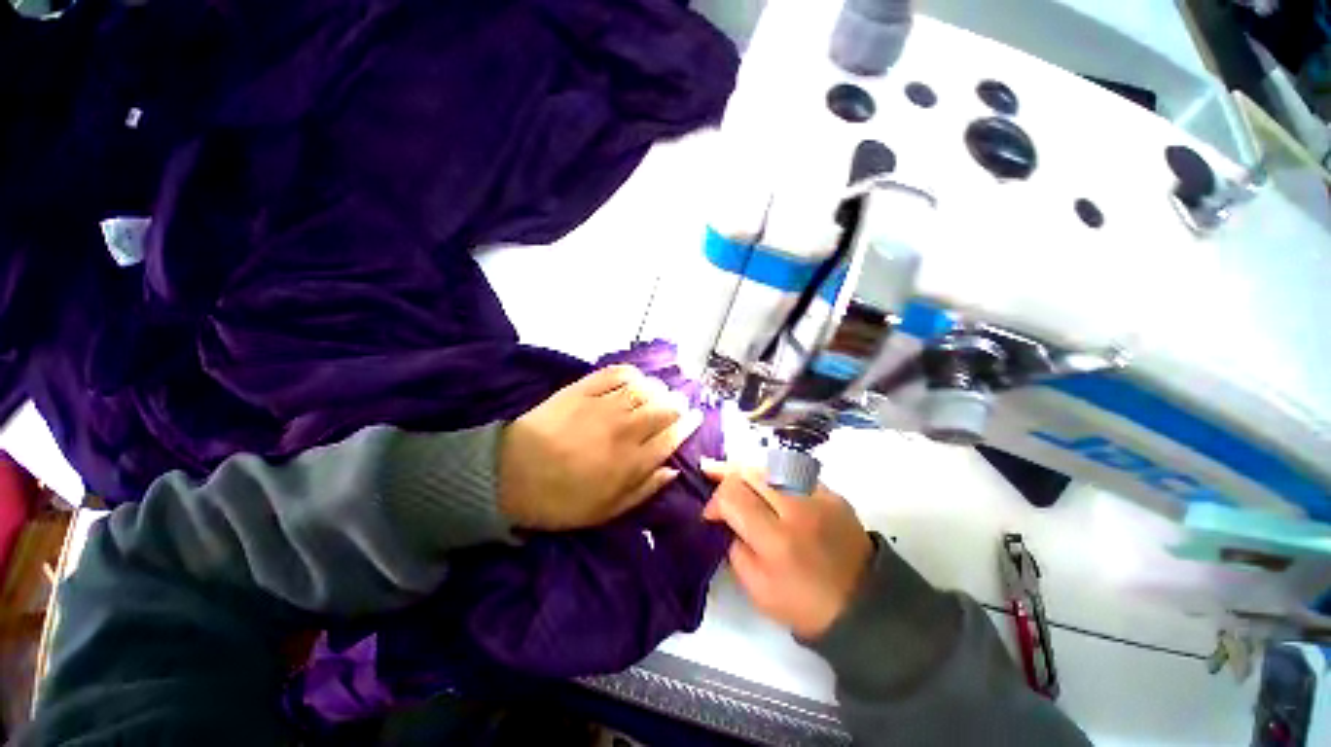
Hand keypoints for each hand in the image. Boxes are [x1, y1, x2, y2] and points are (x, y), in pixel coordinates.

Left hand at [498, 365, 702, 531]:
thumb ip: (644, 489)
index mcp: (631, 462)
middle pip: (663, 408)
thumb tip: (673, 470)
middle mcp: (624, 430)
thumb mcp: (606, 510)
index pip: (671, 437)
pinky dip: (631, 373)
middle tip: (679, 403)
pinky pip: (615, 374)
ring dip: (657, 388)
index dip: (688, 425)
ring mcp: (603, 406)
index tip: (695, 416)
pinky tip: (634, 379)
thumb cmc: (561, 499)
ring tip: (659, 391)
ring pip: (644, 389)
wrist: (511, 476)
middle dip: (678, 404)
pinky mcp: (582, 390)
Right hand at [702, 460, 872, 638]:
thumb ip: (735, 549)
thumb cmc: (805, 605)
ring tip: (732, 470)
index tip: (711, 515)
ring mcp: (818, 496)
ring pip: (770, 465)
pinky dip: (772, 473)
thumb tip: (727, 520)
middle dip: (726, 473)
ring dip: (747, 469)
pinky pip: (793, 471)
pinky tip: (764, 480)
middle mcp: (796, 509)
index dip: (715, 501)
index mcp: (776, 539)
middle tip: (710, 474)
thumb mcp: (758, 590)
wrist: (864, 605)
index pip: (733, 497)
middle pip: (750, 472)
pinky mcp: (832, 493)